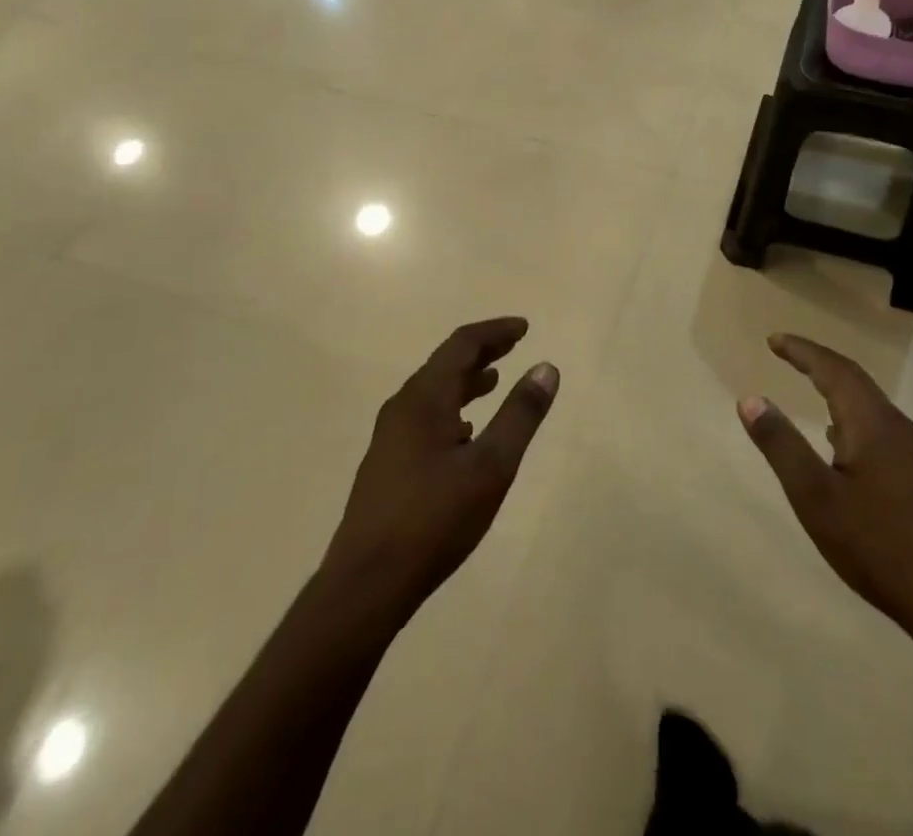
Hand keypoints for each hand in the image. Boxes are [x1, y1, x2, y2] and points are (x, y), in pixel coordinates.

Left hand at [321, 317, 558, 621]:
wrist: (366, 584)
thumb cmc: (434, 519)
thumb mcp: (491, 466)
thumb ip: (520, 415)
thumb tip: (546, 367)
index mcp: (424, 398)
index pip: (462, 344)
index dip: (494, 332)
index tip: (524, 327)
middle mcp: (402, 407)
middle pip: (445, 364)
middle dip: (481, 352)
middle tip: (514, 345)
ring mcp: (390, 437)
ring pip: (433, 393)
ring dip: (465, 381)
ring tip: (493, 382)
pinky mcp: (386, 465)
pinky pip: (424, 418)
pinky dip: (451, 409)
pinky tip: (465, 433)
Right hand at [740, 333, 912, 645]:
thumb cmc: (877, 545)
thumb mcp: (815, 497)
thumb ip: (781, 445)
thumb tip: (750, 399)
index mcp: (870, 422)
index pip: (832, 369)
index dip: (802, 351)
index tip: (773, 340)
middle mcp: (895, 426)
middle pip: (854, 378)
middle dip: (818, 361)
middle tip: (786, 351)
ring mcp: (912, 452)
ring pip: (868, 403)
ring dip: (836, 386)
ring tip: (809, 384)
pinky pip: (877, 425)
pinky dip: (850, 414)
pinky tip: (840, 440)